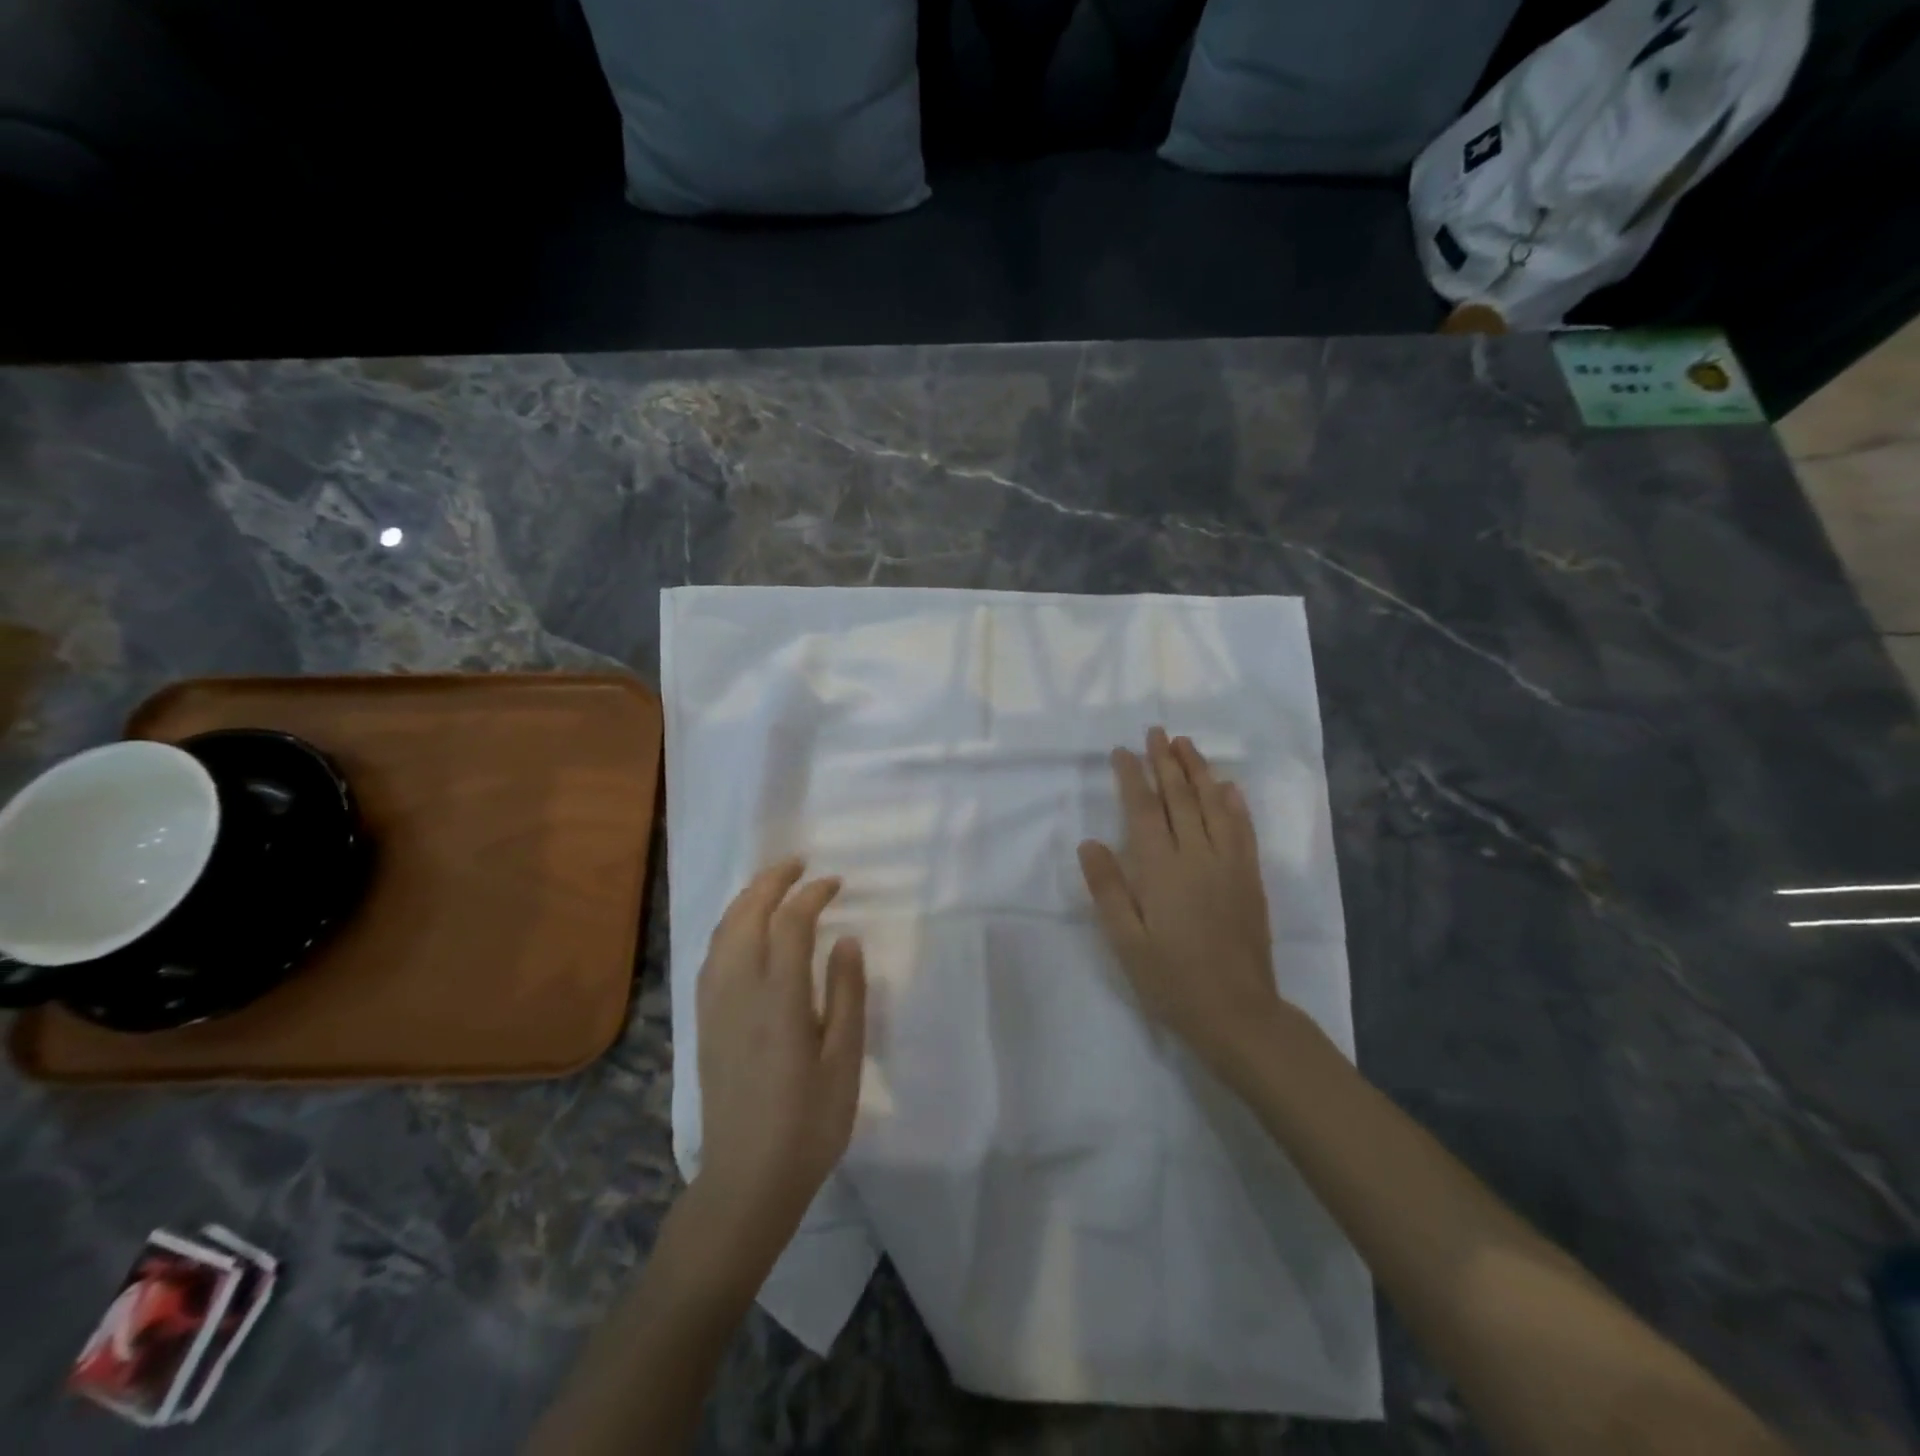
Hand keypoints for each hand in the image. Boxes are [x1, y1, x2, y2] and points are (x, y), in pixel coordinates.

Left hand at [694, 859, 866, 1235]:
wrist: (747, 1180)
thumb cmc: (809, 1123)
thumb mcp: (844, 1060)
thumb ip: (847, 994)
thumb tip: (846, 939)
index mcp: (780, 997)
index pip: (791, 923)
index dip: (812, 894)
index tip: (834, 884)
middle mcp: (740, 991)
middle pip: (747, 916)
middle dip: (770, 882)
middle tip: (797, 864)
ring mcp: (715, 1006)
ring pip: (722, 933)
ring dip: (745, 900)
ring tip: (770, 886)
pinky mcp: (704, 1023)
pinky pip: (711, 957)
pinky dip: (727, 928)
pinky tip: (741, 932)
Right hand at [1077, 728, 1286, 1077]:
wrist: (1237, 1012)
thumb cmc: (1171, 980)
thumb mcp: (1126, 941)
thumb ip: (1107, 888)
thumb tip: (1089, 842)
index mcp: (1161, 869)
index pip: (1144, 809)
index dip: (1132, 776)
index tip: (1122, 751)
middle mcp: (1197, 855)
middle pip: (1180, 798)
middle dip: (1166, 761)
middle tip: (1157, 732)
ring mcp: (1229, 865)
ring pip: (1213, 805)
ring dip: (1199, 771)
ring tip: (1187, 744)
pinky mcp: (1250, 879)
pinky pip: (1243, 830)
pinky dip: (1234, 804)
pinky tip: (1229, 787)